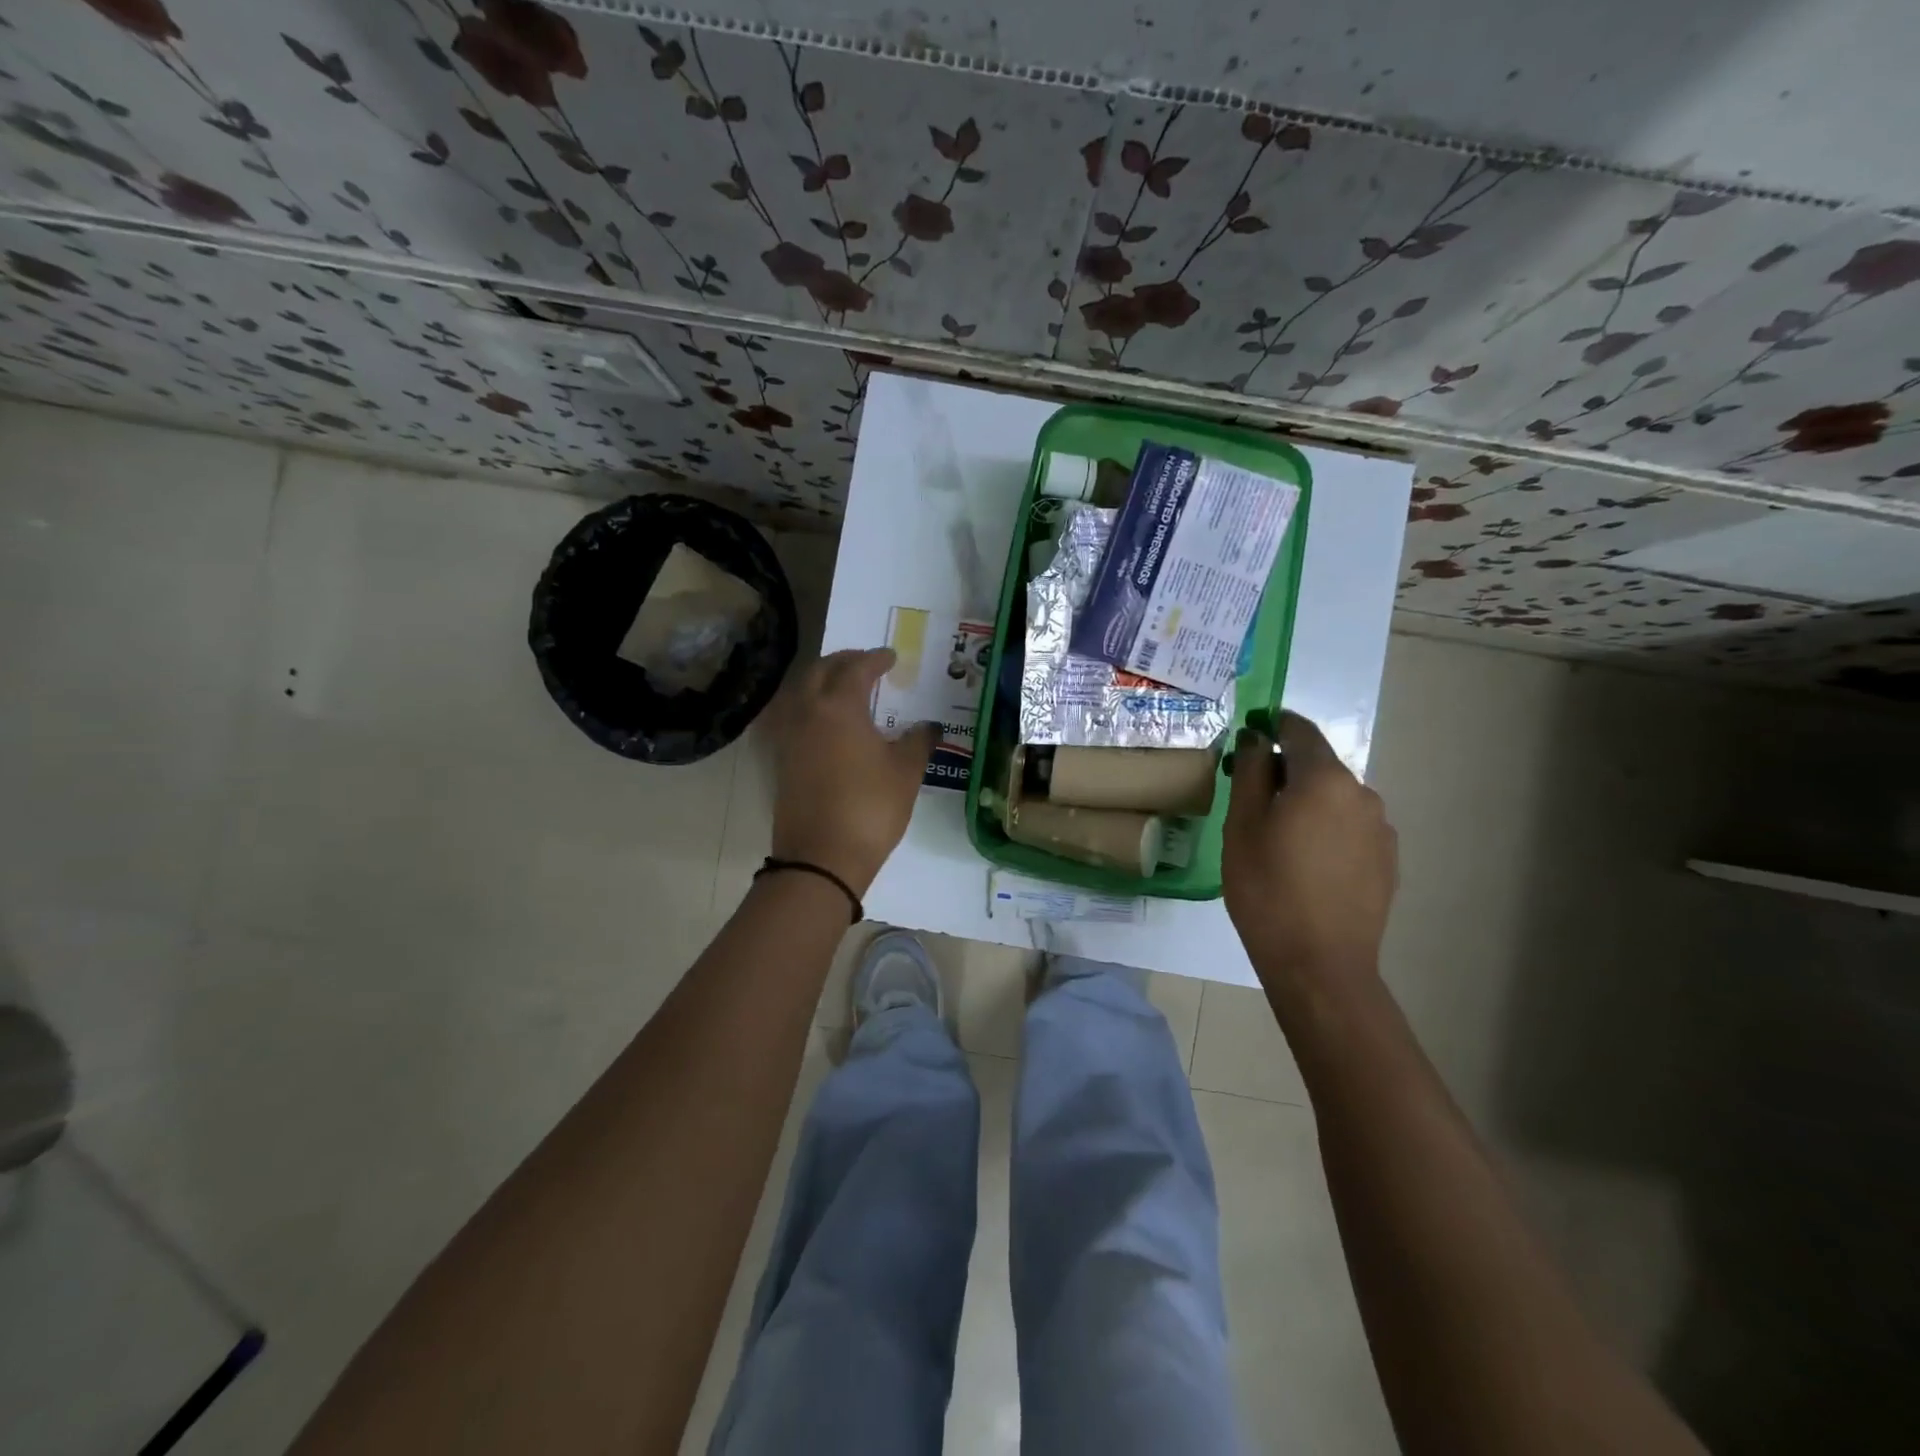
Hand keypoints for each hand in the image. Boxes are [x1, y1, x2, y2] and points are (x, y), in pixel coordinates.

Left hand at [768, 648, 936, 894]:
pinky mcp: (782, 761)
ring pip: (801, 693)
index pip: (856, 669)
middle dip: (843, 661)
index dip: (875, 659)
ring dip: (822, 682)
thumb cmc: (870, 808)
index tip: (891, 657)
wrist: (821, 858)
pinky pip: (794, 718)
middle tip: (865, 664)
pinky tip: (829, 723)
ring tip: (846, 689)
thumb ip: (919, 741)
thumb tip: (930, 726)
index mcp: (839, 707)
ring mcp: (790, 738)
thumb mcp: (906, 772)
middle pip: (819, 671)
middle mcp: (808, 713)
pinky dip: (811, 707)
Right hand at [1223, 711, 1397, 987]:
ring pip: (1335, 798)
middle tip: (1251, 798)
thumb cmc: (1267, 888)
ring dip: (1307, 802)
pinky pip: (1350, 827)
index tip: (1249, 734)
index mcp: (1324, 779)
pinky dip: (1326, 829)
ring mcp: (1380, 828)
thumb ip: (1249, 771)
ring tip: (1277, 838)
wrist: (1319, 963)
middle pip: (1318, 765)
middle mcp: (1361, 793)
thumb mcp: (1242, 825)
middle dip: (1285, 770)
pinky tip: (1306, 863)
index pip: (1299, 730)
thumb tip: (1255, 737)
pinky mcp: (1387, 860)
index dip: (1272, 725)